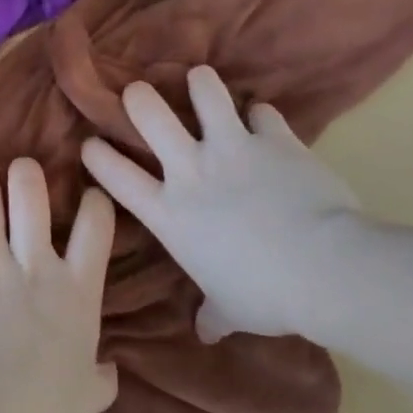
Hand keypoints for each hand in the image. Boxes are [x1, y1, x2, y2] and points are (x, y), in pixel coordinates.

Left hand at [0, 159, 117, 412]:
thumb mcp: (90, 397)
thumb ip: (102, 376)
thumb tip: (108, 368)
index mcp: (77, 289)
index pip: (96, 224)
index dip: (95, 200)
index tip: (88, 196)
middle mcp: (34, 264)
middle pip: (30, 194)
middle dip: (25, 173)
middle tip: (20, 170)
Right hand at [80, 66, 358, 343]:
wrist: (323, 267)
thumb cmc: (265, 295)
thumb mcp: (230, 310)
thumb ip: (213, 314)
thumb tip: (206, 332)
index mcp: (169, 213)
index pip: (117, 177)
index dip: (97, 156)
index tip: (90, 144)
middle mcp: (191, 171)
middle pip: (149, 114)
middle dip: (138, 98)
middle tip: (138, 93)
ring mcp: (232, 148)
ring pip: (204, 93)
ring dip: (200, 84)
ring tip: (199, 80)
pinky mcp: (275, 139)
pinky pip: (262, 112)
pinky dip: (260, 115)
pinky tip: (263, 119)